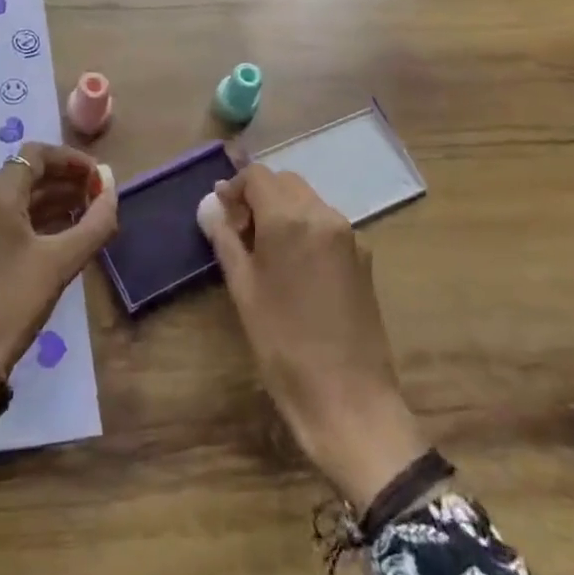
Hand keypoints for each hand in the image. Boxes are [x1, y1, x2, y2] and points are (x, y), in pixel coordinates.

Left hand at [0, 143, 117, 447]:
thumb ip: (94, 221)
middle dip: (64, 180)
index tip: (99, 178)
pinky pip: (4, 220)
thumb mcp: (61, 262)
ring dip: (51, 201)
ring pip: (14, 199)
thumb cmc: (12, 302)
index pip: (35, 154)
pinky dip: (33, 220)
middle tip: (99, 197)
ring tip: (87, 216)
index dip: (71, 160)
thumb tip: (112, 185)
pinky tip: (59, 236)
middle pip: (25, 174)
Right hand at [202, 165, 427, 514]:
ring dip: (282, 210)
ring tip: (263, 250)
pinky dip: (304, 228)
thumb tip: (209, 205)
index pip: (258, 176)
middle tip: (237, 231)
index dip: (234, 188)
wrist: (349, 398)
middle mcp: (324, 215)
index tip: (220, 214)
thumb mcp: (243, 289)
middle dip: (258, 195)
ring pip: (308, 201)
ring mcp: (350, 235)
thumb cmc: (283, 344)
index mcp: (291, 218)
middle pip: (285, 182)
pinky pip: (326, 224)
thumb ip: (225, 238)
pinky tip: (293, 266)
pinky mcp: (364, 257)